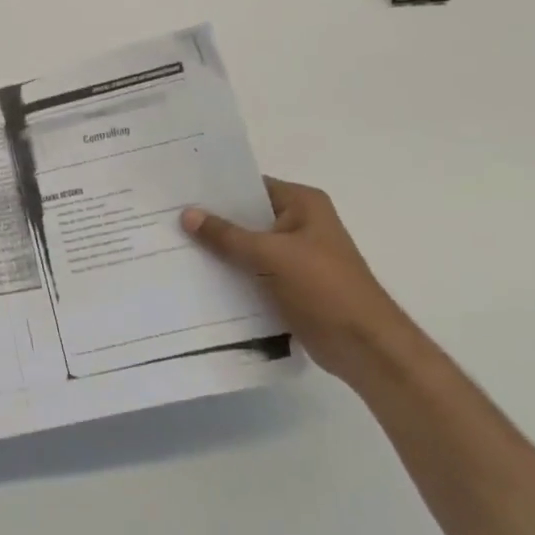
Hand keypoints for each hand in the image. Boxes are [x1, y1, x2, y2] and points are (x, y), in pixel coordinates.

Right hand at [182, 178, 415, 383]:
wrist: (366, 349)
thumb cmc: (325, 289)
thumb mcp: (271, 255)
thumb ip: (226, 235)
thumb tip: (186, 214)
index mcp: (303, 204)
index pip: (250, 185)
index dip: (215, 188)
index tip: (178, 190)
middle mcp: (300, 223)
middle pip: (246, 216)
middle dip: (212, 220)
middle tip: (168, 217)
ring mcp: (296, 256)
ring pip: (247, 246)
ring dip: (219, 249)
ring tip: (174, 244)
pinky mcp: (290, 285)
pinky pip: (252, 271)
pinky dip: (231, 273)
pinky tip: (197, 275)